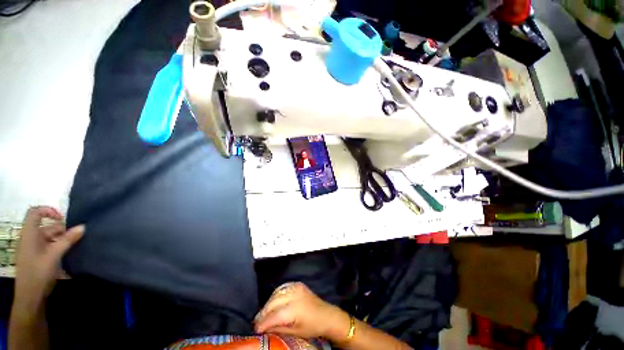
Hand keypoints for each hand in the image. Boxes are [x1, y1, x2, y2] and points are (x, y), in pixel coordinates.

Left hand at [14, 206, 84, 305]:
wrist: (30, 296)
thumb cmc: (38, 272)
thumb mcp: (54, 255)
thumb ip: (68, 240)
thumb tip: (83, 226)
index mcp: (30, 234)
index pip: (35, 212)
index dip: (48, 211)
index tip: (62, 219)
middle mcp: (31, 237)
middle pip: (47, 226)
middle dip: (63, 229)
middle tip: (77, 236)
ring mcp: (34, 247)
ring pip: (50, 237)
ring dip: (63, 239)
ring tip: (76, 244)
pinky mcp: (38, 256)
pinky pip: (50, 245)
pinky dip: (60, 246)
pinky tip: (69, 252)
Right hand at [254, 282, 350, 341]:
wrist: (327, 315)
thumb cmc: (312, 327)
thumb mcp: (295, 332)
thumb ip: (278, 328)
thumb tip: (263, 329)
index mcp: (294, 308)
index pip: (274, 315)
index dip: (263, 322)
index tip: (255, 329)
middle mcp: (294, 294)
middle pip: (273, 302)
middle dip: (263, 313)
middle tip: (256, 322)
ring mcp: (296, 287)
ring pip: (276, 293)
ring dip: (268, 303)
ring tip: (263, 313)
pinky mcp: (297, 284)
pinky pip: (282, 287)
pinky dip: (275, 294)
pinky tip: (272, 302)